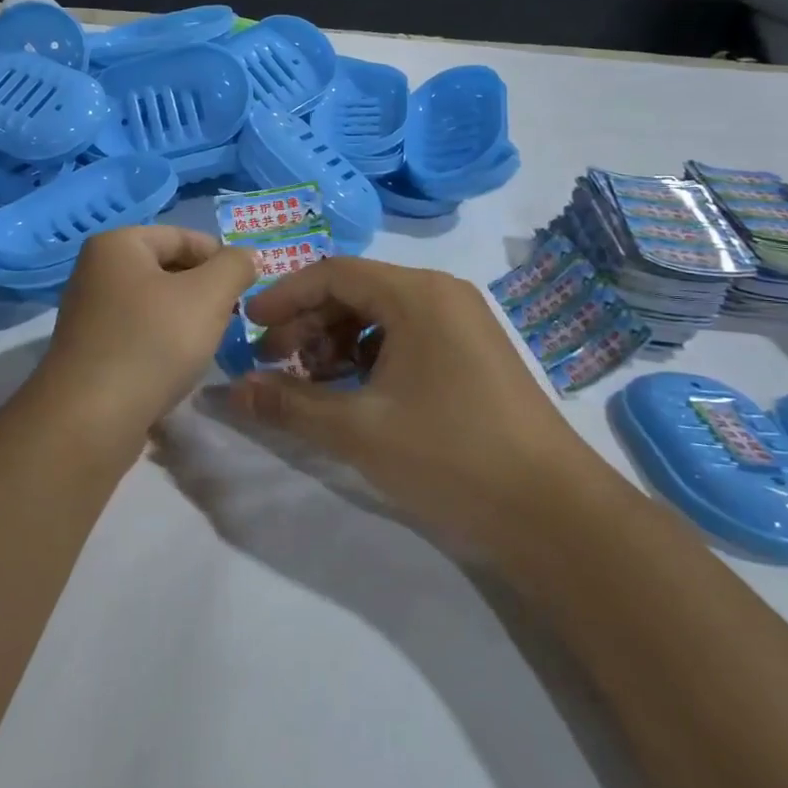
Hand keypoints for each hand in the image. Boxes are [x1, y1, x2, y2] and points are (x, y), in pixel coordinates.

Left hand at [33, 226, 255, 436]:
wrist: (91, 418)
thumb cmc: (153, 342)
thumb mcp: (209, 295)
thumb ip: (235, 266)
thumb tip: (246, 257)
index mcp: (117, 244)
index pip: (183, 236)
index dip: (221, 258)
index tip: (246, 288)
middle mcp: (96, 270)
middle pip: (167, 269)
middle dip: (204, 290)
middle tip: (231, 317)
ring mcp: (88, 312)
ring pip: (154, 304)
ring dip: (185, 319)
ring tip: (207, 344)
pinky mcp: (89, 350)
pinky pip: (138, 333)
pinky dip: (162, 342)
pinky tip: (178, 366)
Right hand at [222, 258, 595, 545]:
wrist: (553, 513)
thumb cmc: (450, 456)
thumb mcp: (358, 430)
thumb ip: (290, 404)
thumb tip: (234, 390)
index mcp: (416, 293)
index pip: (333, 273)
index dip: (283, 297)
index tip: (248, 328)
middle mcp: (441, 294)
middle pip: (356, 292)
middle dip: (308, 324)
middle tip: (274, 364)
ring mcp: (462, 323)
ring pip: (380, 316)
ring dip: (336, 343)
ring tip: (311, 384)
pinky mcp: (472, 353)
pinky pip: (406, 337)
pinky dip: (370, 358)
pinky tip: (354, 394)